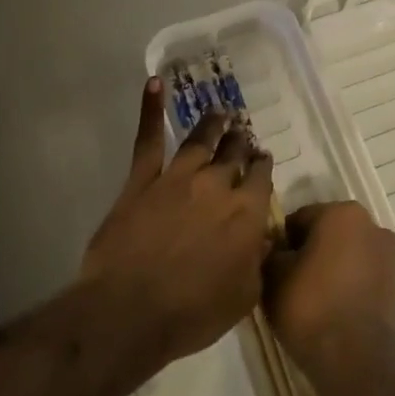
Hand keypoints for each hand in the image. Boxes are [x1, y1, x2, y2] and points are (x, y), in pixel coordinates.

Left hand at [80, 78, 274, 373]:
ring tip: (220, 113)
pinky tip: (154, 83)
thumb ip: (257, 261)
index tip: (262, 160)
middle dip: (241, 143)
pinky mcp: (141, 180)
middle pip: (233, 155)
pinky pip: (148, 139)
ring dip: (212, 125)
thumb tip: (263, 239)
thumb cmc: (193, 312)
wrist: (131, 311)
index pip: (260, 178)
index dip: (262, 167)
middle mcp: (216, 185)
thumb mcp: (243, 296)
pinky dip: (150, 109)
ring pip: (199, 141)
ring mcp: (177, 177)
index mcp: (246, 212)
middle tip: (242, 135)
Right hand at [268, 201, 394, 387]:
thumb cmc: (310, 307)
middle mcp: (373, 226)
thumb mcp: (273, 276)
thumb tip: (275, 249)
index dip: (283, 241)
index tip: (274, 265)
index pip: (301, 218)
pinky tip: (333, 309)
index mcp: (343, 213)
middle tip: (290, 280)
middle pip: (329, 232)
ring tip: (311, 298)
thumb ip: (272, 252)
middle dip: (310, 250)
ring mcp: (389, 257)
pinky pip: (364, 276)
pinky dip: (349, 285)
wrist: (354, 362)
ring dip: (332, 266)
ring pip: (349, 254)